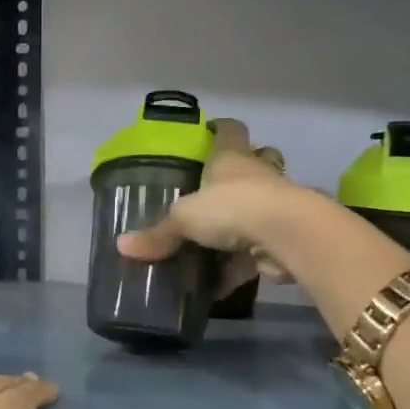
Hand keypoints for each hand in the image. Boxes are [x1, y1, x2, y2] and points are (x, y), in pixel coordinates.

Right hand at [123, 118, 295, 287]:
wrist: (287, 235)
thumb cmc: (232, 208)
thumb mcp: (184, 219)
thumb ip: (158, 234)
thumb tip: (121, 246)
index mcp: (231, 159)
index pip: (229, 130)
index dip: (220, 128)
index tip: (211, 130)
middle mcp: (258, 174)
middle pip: (259, 159)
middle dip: (247, 167)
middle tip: (222, 184)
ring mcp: (278, 203)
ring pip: (266, 200)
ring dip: (250, 214)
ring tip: (223, 233)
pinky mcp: (287, 234)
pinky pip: (263, 245)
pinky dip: (246, 261)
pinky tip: (224, 280)